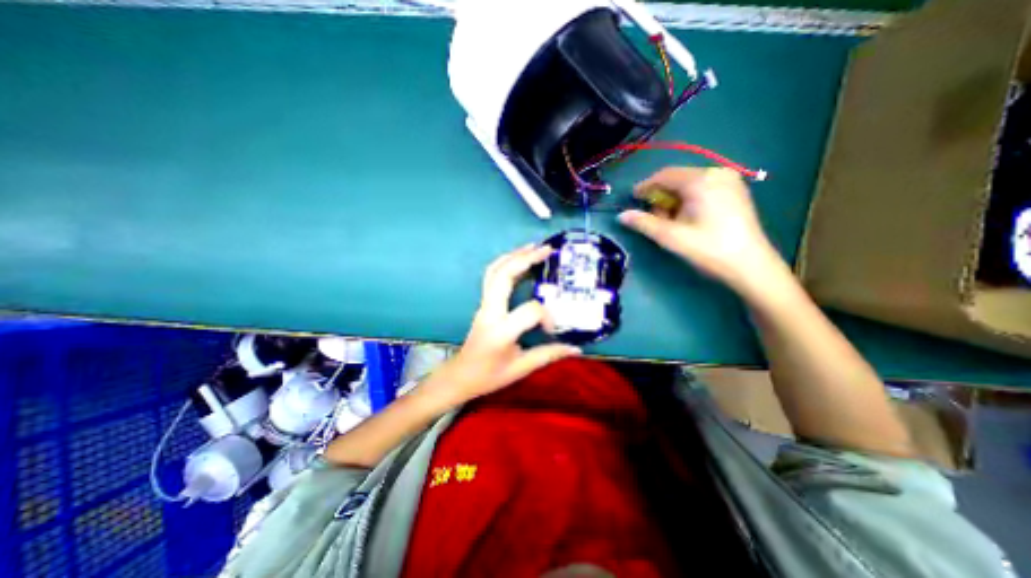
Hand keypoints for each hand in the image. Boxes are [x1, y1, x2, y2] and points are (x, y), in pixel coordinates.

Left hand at [417, 243, 577, 404]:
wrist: (460, 375)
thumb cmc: (489, 376)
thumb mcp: (521, 368)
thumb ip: (548, 355)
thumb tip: (576, 348)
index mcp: (501, 331)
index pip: (529, 311)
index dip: (546, 316)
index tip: (552, 329)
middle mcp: (489, 312)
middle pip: (503, 277)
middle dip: (525, 259)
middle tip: (547, 249)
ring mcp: (483, 305)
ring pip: (494, 272)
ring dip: (514, 256)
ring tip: (534, 247)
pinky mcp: (483, 303)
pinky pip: (492, 277)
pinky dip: (506, 263)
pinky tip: (519, 259)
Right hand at [615, 168, 786, 292]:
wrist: (750, 265)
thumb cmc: (708, 249)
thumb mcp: (670, 237)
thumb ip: (643, 223)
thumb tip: (621, 216)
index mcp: (701, 180)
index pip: (664, 175)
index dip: (645, 186)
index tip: (633, 199)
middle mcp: (717, 173)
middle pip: (678, 179)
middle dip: (662, 196)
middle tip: (655, 218)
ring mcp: (730, 180)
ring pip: (690, 184)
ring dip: (675, 200)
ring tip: (672, 222)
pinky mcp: (736, 191)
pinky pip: (703, 188)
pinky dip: (689, 200)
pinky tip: (689, 218)